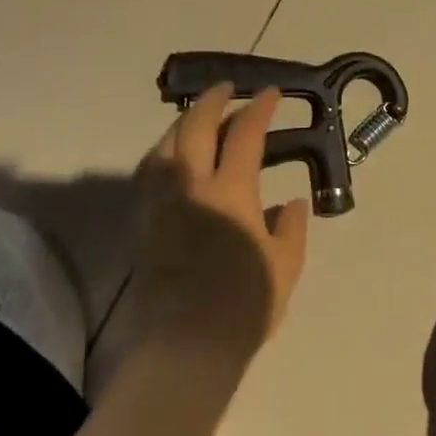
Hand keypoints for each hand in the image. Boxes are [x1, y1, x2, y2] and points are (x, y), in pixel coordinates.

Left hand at [133, 83, 309, 354]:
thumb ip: (291, 226)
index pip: (245, 134)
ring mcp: (162, 203)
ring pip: (165, 145)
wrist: (187, 348)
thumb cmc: (245, 305)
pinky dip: (163, 152)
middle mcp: (191, 186)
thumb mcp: (286, 265)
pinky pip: (149, 173)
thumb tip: (289, 202)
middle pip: (195, 127)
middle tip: (230, 88)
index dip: (260, 108)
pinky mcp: (144, 224)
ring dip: (184, 122)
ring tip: (199, 117)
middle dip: (214, 100)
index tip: (272, 94)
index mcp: (231, 191)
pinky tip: (172, 158)